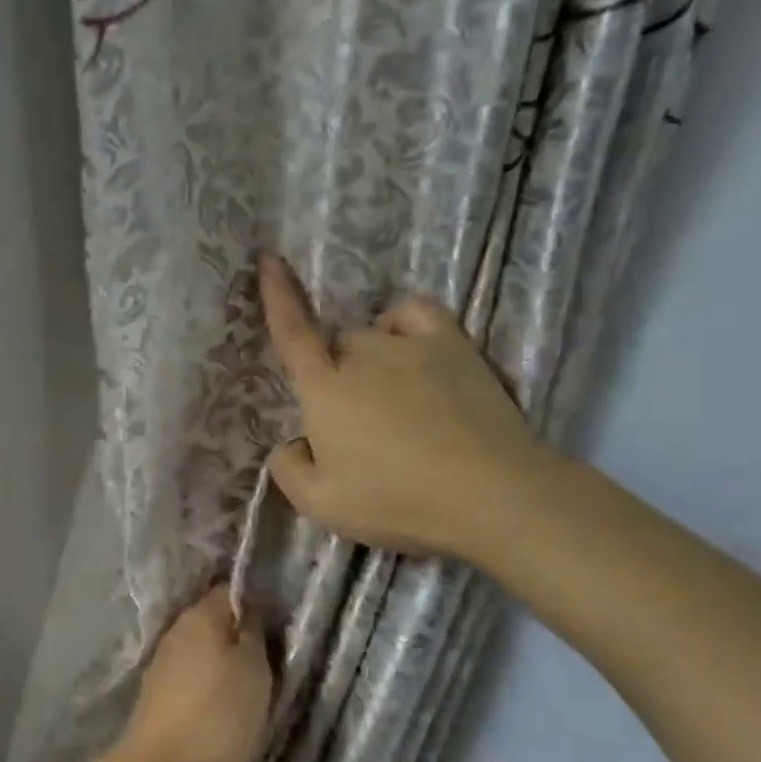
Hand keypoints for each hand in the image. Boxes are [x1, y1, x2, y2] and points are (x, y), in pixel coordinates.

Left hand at [115, 585, 272, 761]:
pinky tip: (222, 702)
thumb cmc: (219, 714)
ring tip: (251, 685)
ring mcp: (163, 660)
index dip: (257, 601)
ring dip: (224, 660)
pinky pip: (191, 673)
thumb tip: (248, 608)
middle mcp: (177, 629)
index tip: (280, 624)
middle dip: (241, 634)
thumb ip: (253, 632)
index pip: (230, 590)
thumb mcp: (254, 669)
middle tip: (271, 658)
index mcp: (200, 615)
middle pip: (215, 619)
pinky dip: (208, 682)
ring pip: (203, 648)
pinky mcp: (157, 690)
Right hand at [257, 252, 549, 562]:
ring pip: (371, 336)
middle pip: (334, 346)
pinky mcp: (455, 348)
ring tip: (389, 402)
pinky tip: (407, 351)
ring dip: (367, 361)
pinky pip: (415, 315)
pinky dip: (401, 325)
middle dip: (331, 375)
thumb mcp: (319, 504)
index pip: (292, 332)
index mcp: (323, 389)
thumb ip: (288, 469)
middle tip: (352, 425)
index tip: (269, 257)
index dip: (277, 295)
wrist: (491, 495)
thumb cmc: (395, 501)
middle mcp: (362, 355)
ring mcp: (411, 346)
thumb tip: (294, 444)